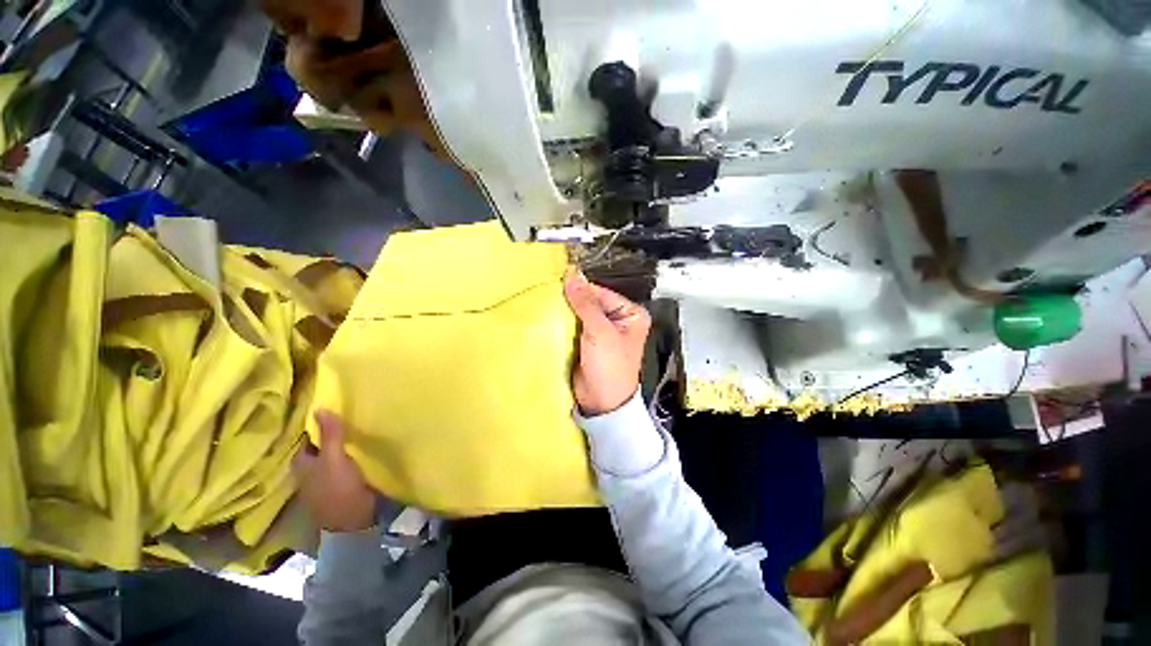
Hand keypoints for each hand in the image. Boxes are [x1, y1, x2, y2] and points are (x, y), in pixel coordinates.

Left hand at [294, 410, 376, 532]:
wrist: (353, 521)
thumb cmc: (338, 488)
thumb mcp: (334, 458)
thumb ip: (329, 435)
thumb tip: (319, 408)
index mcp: (301, 463)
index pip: (307, 437)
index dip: (319, 423)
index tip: (336, 408)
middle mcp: (309, 469)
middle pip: (320, 445)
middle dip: (332, 432)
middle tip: (351, 415)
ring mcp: (324, 478)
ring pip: (332, 453)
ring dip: (342, 443)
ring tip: (359, 426)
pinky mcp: (340, 483)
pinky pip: (343, 462)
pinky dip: (350, 453)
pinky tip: (362, 446)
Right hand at [563, 270, 651, 415]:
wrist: (602, 401)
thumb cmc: (610, 366)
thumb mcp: (600, 332)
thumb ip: (586, 304)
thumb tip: (572, 277)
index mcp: (630, 314)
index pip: (602, 293)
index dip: (581, 289)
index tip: (558, 284)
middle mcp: (618, 319)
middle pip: (591, 302)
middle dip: (572, 301)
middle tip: (550, 295)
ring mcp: (603, 331)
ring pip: (581, 313)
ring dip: (566, 311)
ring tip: (547, 305)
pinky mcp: (589, 341)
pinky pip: (575, 326)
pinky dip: (564, 323)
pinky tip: (551, 318)